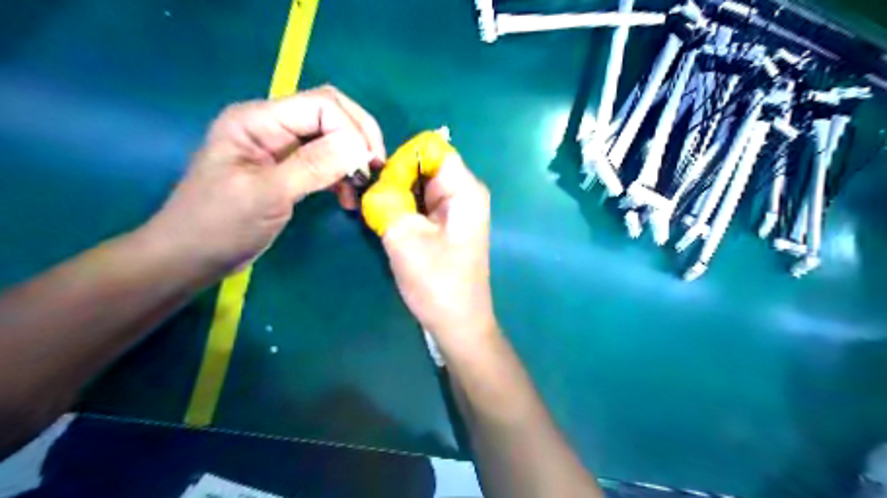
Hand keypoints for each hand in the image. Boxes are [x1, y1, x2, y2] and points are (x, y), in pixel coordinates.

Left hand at [144, 83, 384, 272]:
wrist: (191, 256)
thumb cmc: (219, 225)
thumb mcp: (266, 195)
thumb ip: (312, 166)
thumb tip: (358, 147)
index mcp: (257, 120)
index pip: (320, 105)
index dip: (351, 129)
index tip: (368, 165)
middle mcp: (271, 125)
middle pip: (330, 112)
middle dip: (358, 137)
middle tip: (376, 168)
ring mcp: (280, 147)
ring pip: (331, 137)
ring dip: (352, 158)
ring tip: (362, 188)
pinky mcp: (288, 168)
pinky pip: (325, 161)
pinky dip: (342, 175)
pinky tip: (348, 197)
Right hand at [380, 153, 495, 347]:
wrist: (457, 323)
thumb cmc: (438, 284)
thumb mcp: (406, 239)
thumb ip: (386, 201)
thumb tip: (372, 181)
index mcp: (464, 189)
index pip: (430, 147)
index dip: (402, 159)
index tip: (381, 184)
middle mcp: (462, 192)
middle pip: (422, 164)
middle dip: (394, 177)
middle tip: (368, 201)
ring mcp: (452, 208)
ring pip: (416, 184)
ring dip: (393, 194)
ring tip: (373, 214)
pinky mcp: (442, 223)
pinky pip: (417, 202)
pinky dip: (399, 207)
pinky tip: (385, 223)